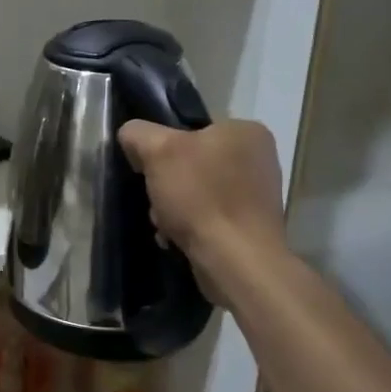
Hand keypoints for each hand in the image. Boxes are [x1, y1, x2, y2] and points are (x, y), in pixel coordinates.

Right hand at [118, 119, 287, 308]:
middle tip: (157, 201)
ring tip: (166, 225)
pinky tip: (178, 239)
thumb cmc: (201, 197)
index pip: (190, 129)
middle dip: (166, 184)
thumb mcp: (158, 151)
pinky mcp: (251, 226)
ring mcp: (257, 195)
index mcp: (246, 131)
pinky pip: (209, 217)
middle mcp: (259, 158)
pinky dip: (190, 226)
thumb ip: (138, 134)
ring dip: (173, 208)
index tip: (148, 170)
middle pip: (191, 163)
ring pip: (197, 192)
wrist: (237, 262)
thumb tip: (131, 137)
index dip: (162, 148)